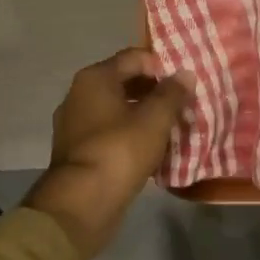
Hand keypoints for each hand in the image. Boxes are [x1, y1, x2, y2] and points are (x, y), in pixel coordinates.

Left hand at [24, 49, 194, 258]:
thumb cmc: (119, 151)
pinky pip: (109, 133)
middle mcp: (79, 94)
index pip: (134, 57)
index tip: (184, 84)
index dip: (161, 66)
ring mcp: (74, 124)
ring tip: (171, 129)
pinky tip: (151, 150)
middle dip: (155, 92)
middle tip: (182, 106)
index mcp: (95, 78)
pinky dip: (129, 135)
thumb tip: (185, 74)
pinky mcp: (77, 150)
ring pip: (117, 110)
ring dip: (143, 116)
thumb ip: (172, 94)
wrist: (81, 202)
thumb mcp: (154, 119)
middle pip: (124, 82)